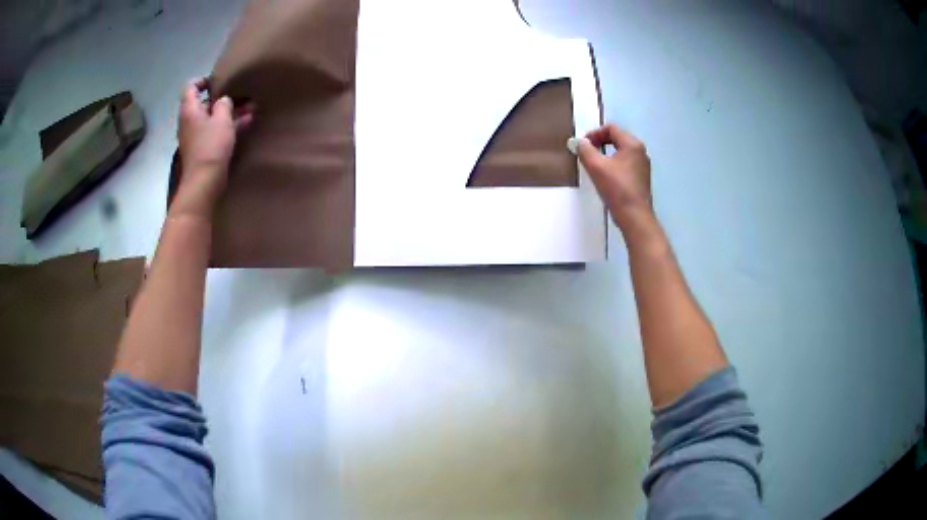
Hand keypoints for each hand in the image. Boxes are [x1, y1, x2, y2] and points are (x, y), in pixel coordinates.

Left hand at [172, 78, 253, 219]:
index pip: (190, 87)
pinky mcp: (201, 149)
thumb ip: (224, 104)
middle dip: (222, 98)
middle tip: (240, 94)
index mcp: (189, 110)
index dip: (203, 80)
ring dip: (228, 113)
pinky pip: (214, 131)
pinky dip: (227, 126)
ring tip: (250, 108)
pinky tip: (245, 123)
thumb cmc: (211, 145)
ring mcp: (194, 136)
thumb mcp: (222, 119)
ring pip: (211, 118)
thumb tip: (223, 100)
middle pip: (203, 103)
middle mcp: (188, 121)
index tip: (218, 80)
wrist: (204, 182)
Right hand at [577, 124, 652, 232]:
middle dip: (600, 142)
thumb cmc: (617, 189)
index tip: (583, 145)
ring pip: (621, 151)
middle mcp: (640, 152)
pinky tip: (605, 176)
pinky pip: (625, 163)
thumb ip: (585, 150)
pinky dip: (613, 164)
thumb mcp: (596, 167)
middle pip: (617, 138)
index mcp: (632, 145)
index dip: (594, 133)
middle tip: (587, 153)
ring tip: (594, 165)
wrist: (635, 217)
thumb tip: (580, 142)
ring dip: (606, 153)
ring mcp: (643, 165)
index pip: (611, 128)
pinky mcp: (641, 178)